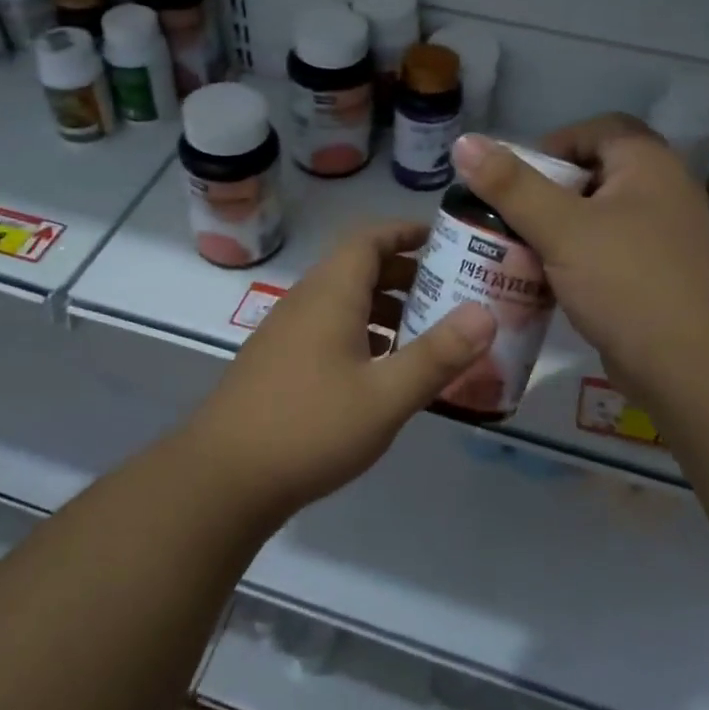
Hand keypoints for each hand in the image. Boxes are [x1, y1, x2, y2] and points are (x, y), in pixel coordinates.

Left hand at [177, 222, 495, 518]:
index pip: (369, 238)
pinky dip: (362, 337)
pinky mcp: (278, 364)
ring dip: (385, 309)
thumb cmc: (310, 427)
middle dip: (406, 275)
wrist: (223, 477)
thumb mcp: (385, 396)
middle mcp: (305, 303)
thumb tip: (485, 312)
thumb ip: (437, 355)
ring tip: (427, 334)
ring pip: (343, 304)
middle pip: (358, 269)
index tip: (447, 241)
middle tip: (451, 293)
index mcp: (330, 294)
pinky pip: (328, 332)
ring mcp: (286, 334)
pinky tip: (383, 373)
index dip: (407, 232)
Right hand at [452, 118, 708, 405]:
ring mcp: (661, 239)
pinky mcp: (654, 279)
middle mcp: (661, 193)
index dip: (553, 145)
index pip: (597, 131)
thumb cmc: (628, 282)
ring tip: (513, 252)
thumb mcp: (561, 229)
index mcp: (647, 165)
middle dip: (544, 195)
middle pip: (592, 177)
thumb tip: (464, 142)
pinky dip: (572, 263)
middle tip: (505, 218)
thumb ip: (511, 186)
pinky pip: (604, 256)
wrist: (694, 366)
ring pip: (595, 221)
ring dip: (554, 233)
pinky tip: (541, 285)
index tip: (515, 178)